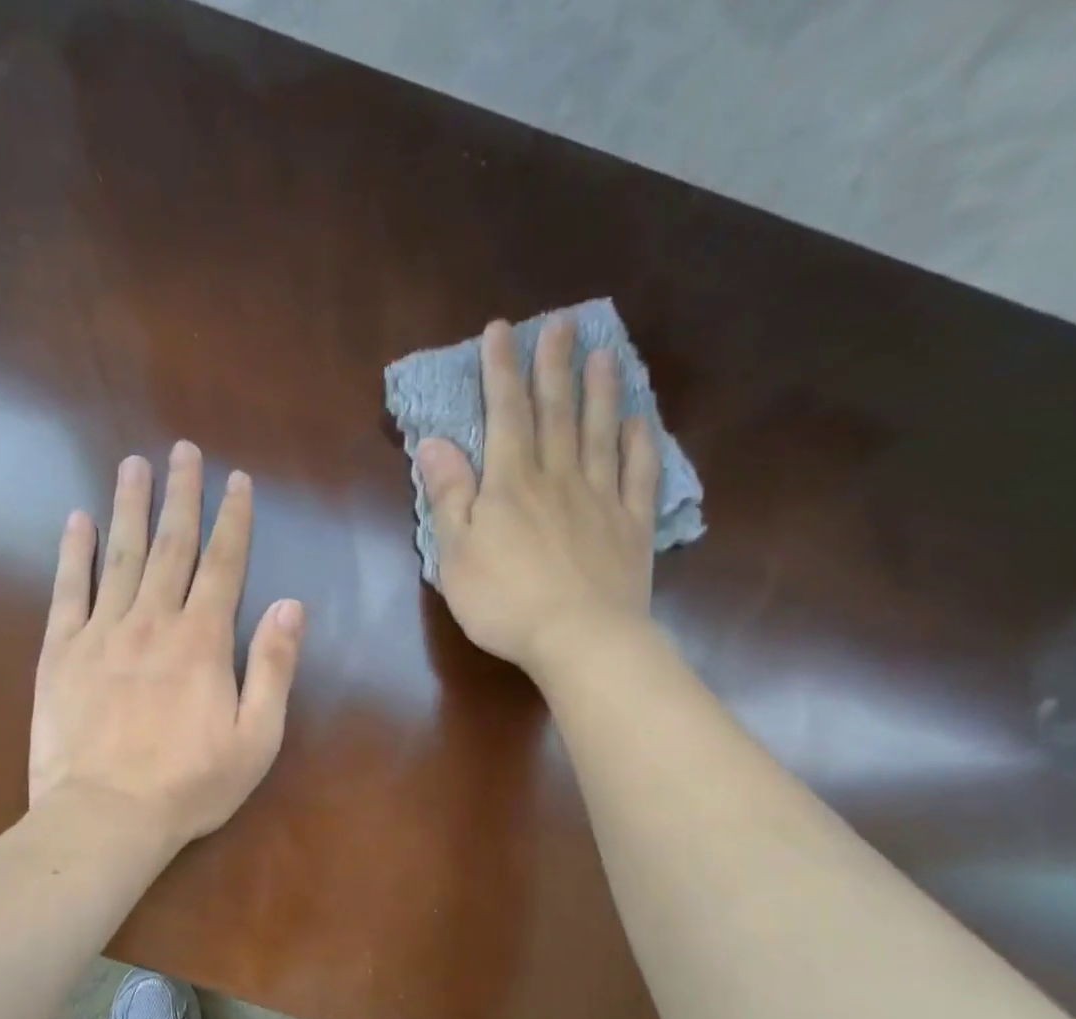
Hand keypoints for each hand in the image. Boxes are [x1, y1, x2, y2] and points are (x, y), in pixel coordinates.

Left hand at [30, 441, 305, 849]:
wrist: (105, 816)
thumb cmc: (190, 785)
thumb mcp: (256, 737)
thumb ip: (273, 668)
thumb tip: (291, 605)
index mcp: (203, 641)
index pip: (224, 565)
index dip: (233, 520)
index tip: (237, 481)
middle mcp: (153, 621)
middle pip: (171, 546)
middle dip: (181, 496)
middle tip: (182, 450)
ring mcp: (102, 633)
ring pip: (120, 556)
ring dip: (129, 507)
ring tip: (133, 464)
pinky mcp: (61, 652)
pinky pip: (67, 590)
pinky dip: (73, 553)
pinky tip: (77, 520)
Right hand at [417, 314, 660, 679]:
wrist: (579, 638)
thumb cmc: (504, 601)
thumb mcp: (456, 554)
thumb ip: (448, 496)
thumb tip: (434, 443)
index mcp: (511, 484)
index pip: (505, 414)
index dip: (501, 371)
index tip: (501, 331)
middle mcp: (558, 477)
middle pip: (557, 412)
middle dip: (554, 366)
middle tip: (562, 324)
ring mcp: (601, 499)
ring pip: (601, 433)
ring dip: (601, 392)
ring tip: (604, 355)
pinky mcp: (632, 526)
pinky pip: (639, 475)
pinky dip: (641, 444)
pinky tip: (641, 421)